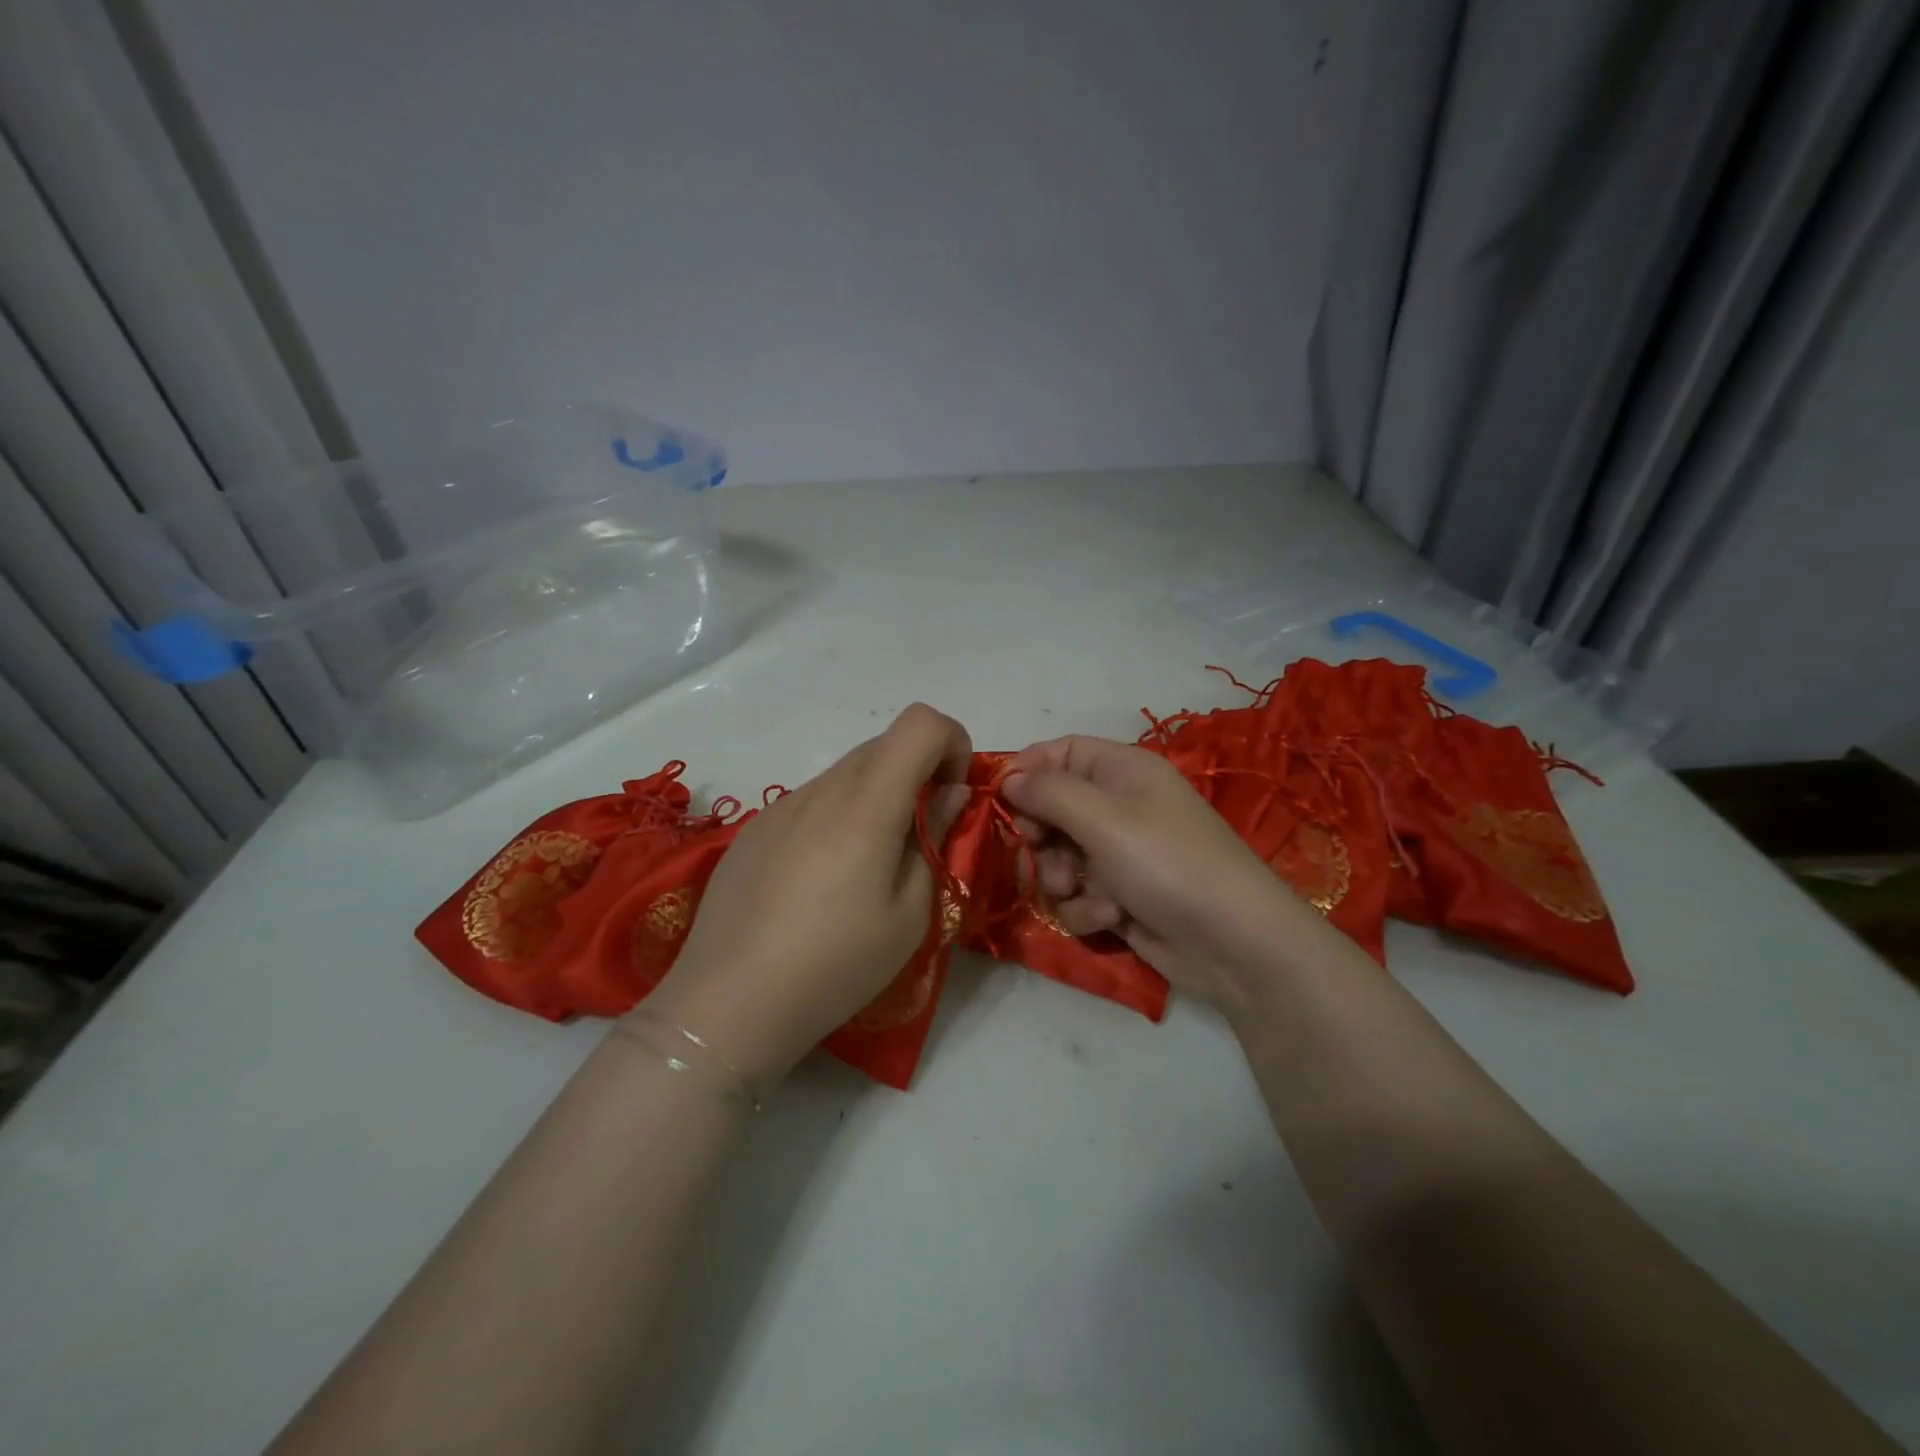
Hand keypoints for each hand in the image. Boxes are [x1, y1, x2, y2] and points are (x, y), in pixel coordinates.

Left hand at [640, 704, 972, 1088]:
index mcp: (867, 803)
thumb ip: (933, 837)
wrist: (728, 1004)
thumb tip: (947, 793)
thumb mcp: (910, 913)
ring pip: (846, 774)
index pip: (921, 723)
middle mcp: (822, 789)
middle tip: (918, 840)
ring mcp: (780, 806)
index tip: (950, 797)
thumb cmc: (836, 964)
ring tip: (865, 870)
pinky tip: (818, 882)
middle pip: (884, 745)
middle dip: (917, 775)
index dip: (952, 744)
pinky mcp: (753, 829)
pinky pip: (811, 802)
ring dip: (875, 798)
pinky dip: (836, 817)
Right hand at [1003, 735, 1325, 1011]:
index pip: (1059, 752)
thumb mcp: (1103, 818)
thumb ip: (1048, 792)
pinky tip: (1110, 918)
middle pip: (1051, 809)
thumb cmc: (1167, 862)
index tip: (1001, 801)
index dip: (1027, 773)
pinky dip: (1087, 908)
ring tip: (1080, 892)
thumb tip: (1009, 778)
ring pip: (1059, 857)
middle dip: (1041, 837)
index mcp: (1121, 770)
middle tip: (1041, 853)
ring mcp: (1120, 854)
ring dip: (1060, 878)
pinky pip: (1080, 894)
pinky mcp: (1122, 897)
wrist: (1234, 944)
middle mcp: (1119, 806)